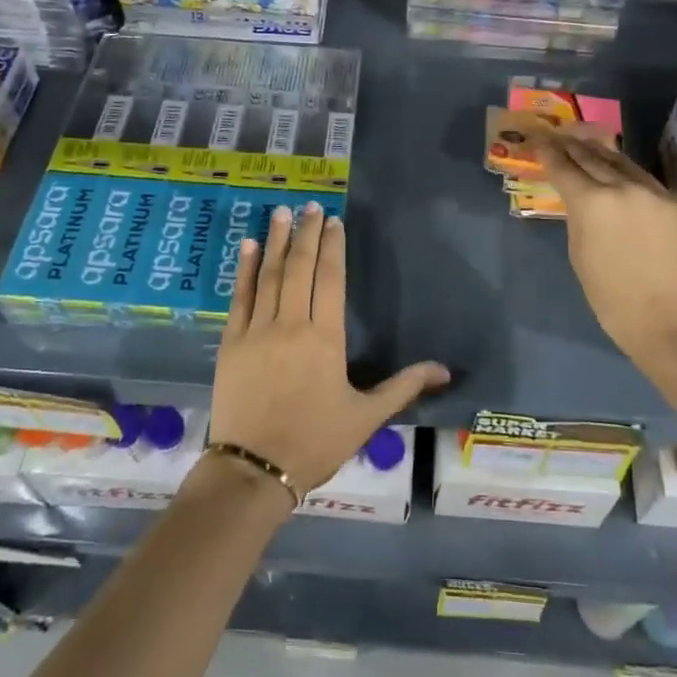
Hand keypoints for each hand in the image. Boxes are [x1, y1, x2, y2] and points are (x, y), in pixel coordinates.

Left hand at [208, 202, 448, 495]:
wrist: (254, 470)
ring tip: (282, 212)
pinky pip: (239, 297)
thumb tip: (445, 370)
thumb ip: (404, 386)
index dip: (332, 247)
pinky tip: (249, 246)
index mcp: (325, 338)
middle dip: (306, 233)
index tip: (333, 222)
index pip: (330, 279)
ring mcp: (257, 330)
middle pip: (299, 268)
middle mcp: (291, 324)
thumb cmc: (315, 442)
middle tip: (310, 206)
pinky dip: (244, 270)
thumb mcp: (366, 417)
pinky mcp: (231, 342)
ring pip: (269, 275)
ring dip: (276, 241)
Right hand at [533, 124, 676, 377]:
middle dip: (571, 146)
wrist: (672, 321)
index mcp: (592, 202)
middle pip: (591, 157)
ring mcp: (653, 192)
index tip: (537, 141)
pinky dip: (625, 170)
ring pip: (620, 161)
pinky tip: (617, 169)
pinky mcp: (675, 202)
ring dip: (598, 151)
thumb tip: (578, 200)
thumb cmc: (612, 299)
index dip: (547, 153)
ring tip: (583, 143)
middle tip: (556, 136)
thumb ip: (577, 218)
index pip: (563, 167)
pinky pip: (644, 178)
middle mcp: (622, 187)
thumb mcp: (579, 255)